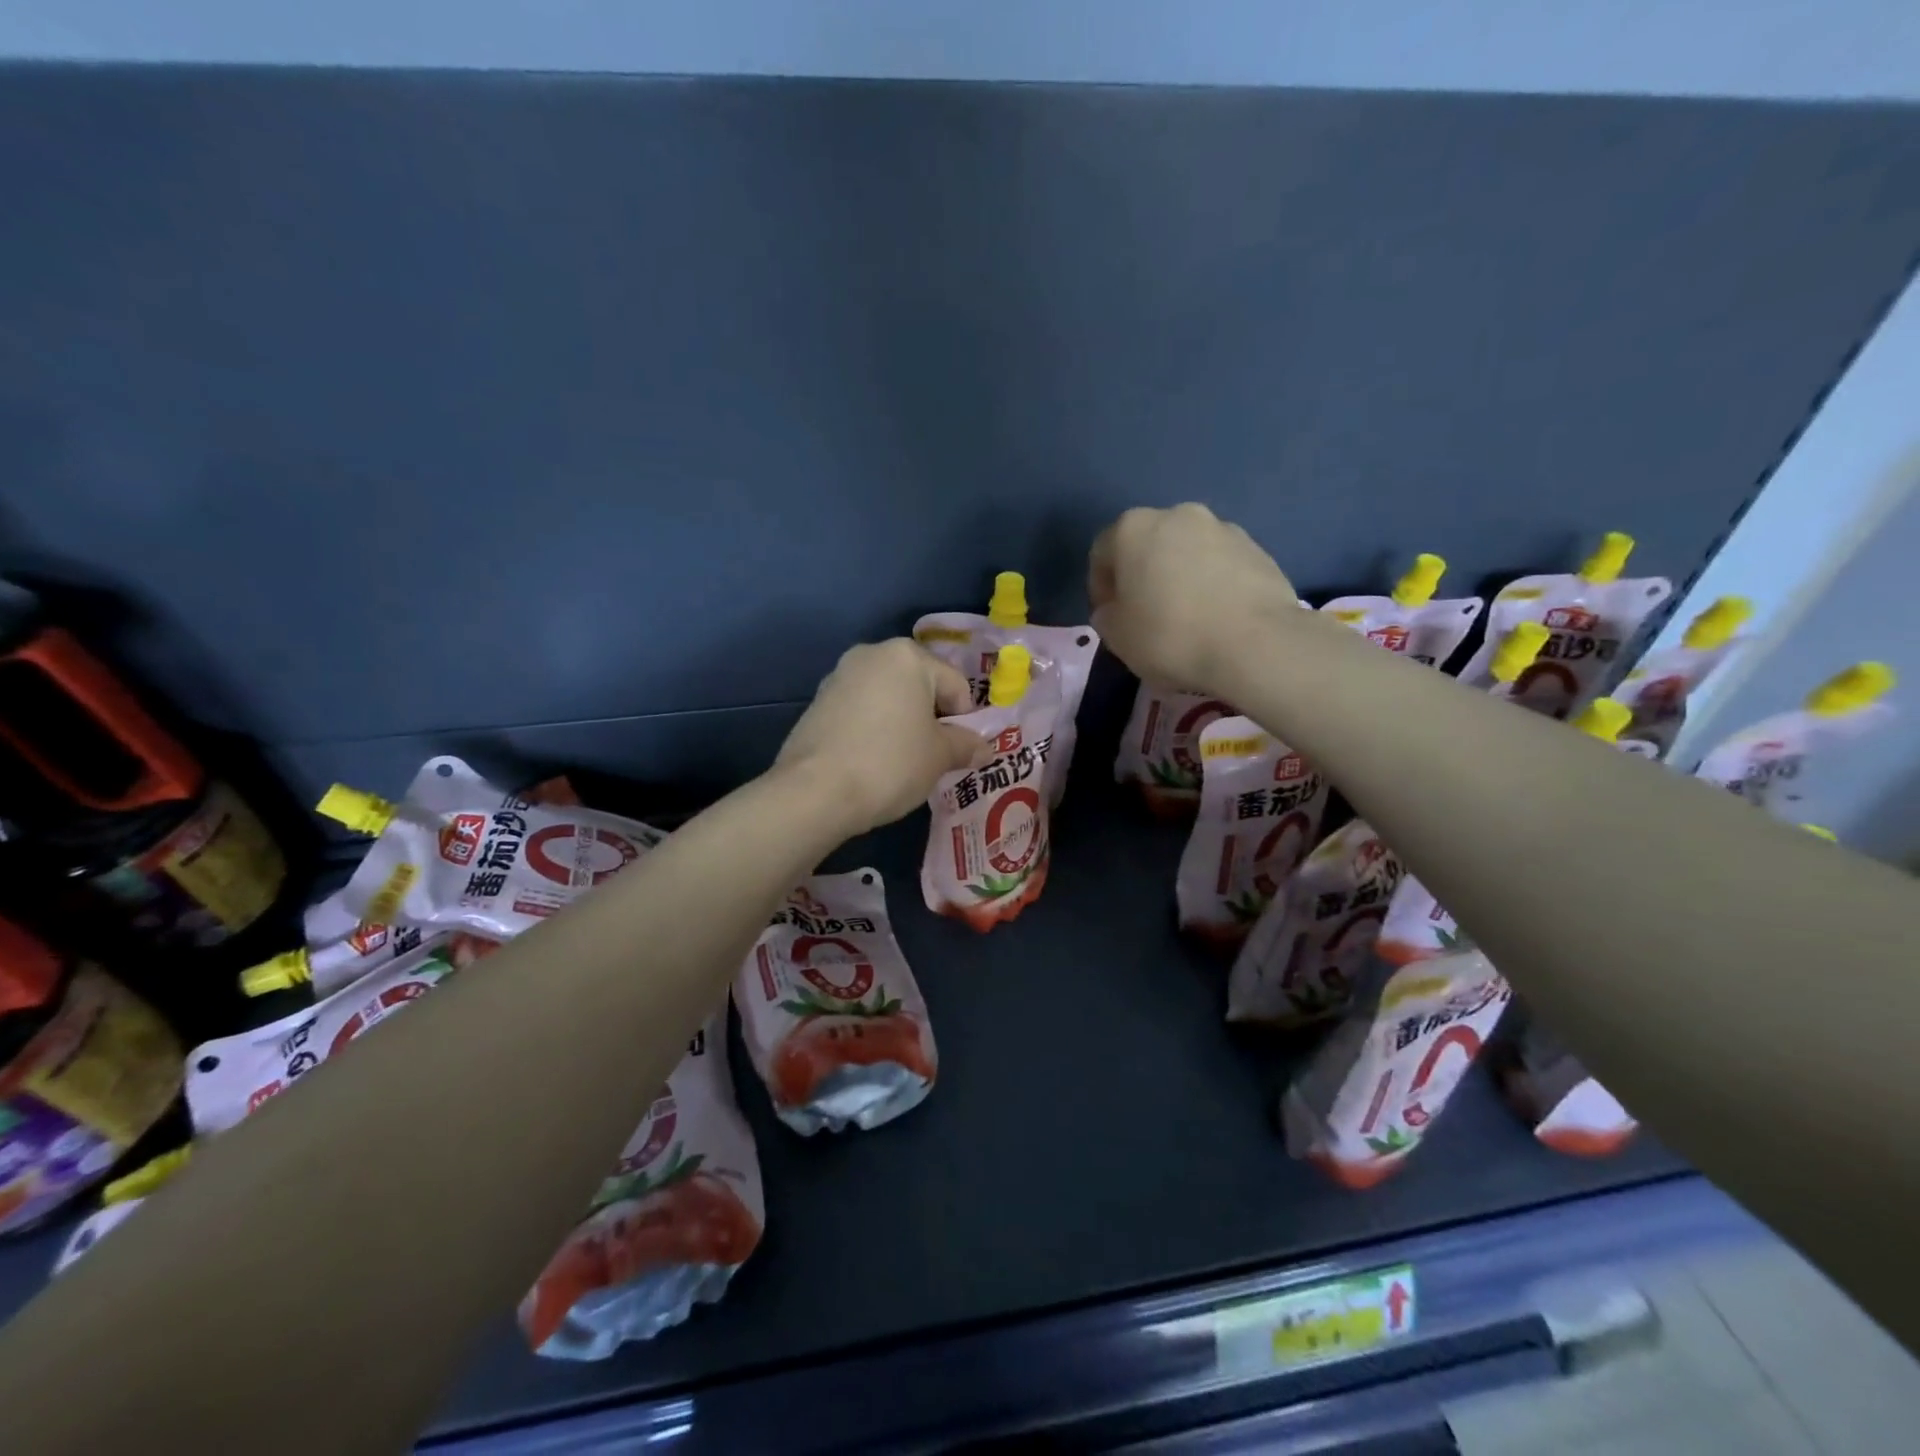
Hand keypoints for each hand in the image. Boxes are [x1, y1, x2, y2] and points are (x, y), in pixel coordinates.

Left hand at [775, 640, 985, 835]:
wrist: (815, 791)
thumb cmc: (890, 763)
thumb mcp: (939, 757)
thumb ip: (965, 745)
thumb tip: (984, 748)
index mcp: (907, 656)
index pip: (955, 685)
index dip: (964, 720)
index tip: (960, 752)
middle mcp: (872, 654)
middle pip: (919, 685)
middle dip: (931, 718)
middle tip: (934, 756)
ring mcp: (839, 676)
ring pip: (888, 698)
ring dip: (902, 723)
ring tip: (902, 761)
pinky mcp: (817, 702)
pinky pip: (861, 711)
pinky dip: (873, 729)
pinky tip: (872, 760)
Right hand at [1088, 504, 1298, 694]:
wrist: (1255, 644)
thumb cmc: (1170, 636)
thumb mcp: (1117, 637)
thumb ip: (1107, 616)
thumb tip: (1115, 609)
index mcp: (1133, 529)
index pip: (1102, 553)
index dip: (1100, 587)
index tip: (1110, 617)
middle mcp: (1177, 515)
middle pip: (1147, 544)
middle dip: (1142, 575)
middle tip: (1145, 614)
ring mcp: (1222, 527)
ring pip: (1187, 551)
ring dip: (1179, 576)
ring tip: (1186, 617)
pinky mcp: (1257, 548)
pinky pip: (1220, 564)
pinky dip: (1212, 583)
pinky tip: (1216, 617)